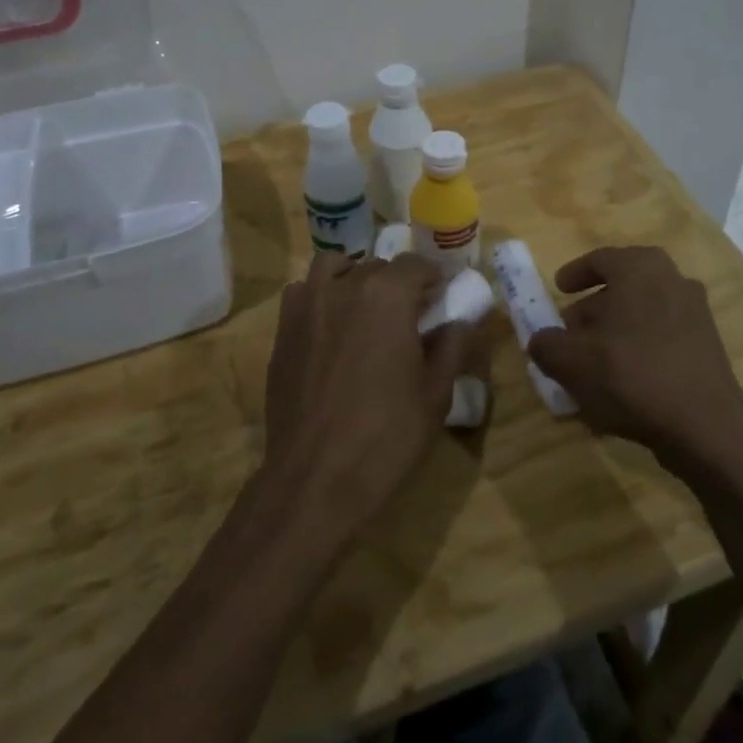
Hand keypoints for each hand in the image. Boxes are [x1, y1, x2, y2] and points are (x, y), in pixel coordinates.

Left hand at [260, 252, 467, 543]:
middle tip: (409, 315)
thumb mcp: (435, 394)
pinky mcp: (283, 329)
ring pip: (334, 267)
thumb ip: (451, 346)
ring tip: (366, 309)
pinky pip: (304, 292)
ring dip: (354, 277)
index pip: (415, 265)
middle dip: (397, 283)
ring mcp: (307, 305)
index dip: (433, 278)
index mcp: (387, 296)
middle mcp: (344, 286)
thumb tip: (459, 321)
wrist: (315, 478)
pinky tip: (331, 327)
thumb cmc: (386, 436)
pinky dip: (321, 295)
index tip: (441, 296)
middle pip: (376, 266)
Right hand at [528, 247, 742, 480]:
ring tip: (592, 361)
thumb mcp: (572, 362)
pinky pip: (662, 335)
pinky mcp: (708, 344)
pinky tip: (623, 380)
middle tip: (571, 331)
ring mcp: (695, 311)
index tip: (558, 289)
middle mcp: (672, 279)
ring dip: (616, 329)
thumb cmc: (632, 376)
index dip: (574, 274)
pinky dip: (639, 347)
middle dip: (593, 308)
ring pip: (643, 312)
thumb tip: (540, 340)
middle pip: (623, 286)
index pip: (600, 259)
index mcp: (640, 268)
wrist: (706, 427)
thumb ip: (547, 345)